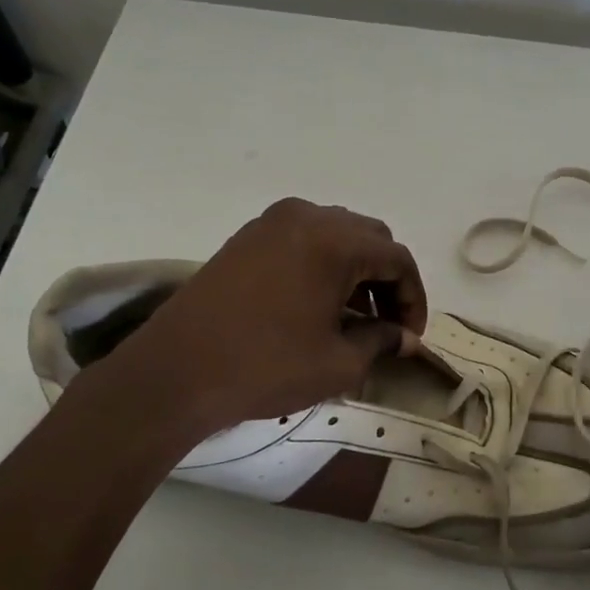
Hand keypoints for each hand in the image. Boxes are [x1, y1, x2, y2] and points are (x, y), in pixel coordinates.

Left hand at [88, 198, 428, 439]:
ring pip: (335, 235)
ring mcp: (271, 224)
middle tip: (387, 325)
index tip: (410, 336)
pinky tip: (318, 305)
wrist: (176, 372)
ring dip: (355, 270)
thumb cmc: (267, 366)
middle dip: (386, 280)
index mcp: (335, 240)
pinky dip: (323, 265)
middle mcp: (306, 217)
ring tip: (354, 317)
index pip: (397, 259)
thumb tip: (404, 339)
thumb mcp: (338, 363)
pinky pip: (302, 241)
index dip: (413, 298)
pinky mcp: (246, 239)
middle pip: (369, 239)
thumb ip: (381, 341)